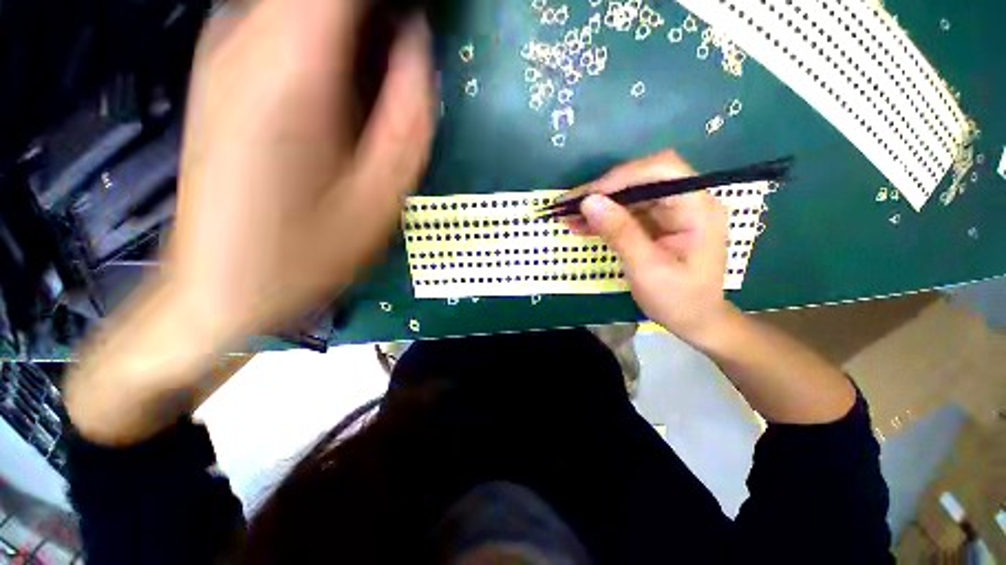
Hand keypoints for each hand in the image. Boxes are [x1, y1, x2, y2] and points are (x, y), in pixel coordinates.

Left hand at [64, 0, 434, 444]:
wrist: (221, 283)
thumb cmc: (308, 251)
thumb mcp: (382, 194)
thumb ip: (409, 113)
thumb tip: (417, 44)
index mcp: (294, 65)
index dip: (394, 2)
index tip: (422, 19)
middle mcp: (248, 36)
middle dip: (378, 13)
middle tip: (407, 55)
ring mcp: (225, 48)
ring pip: (301, 3)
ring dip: (355, 24)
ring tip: (385, 65)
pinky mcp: (222, 69)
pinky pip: (282, 20)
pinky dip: (326, 32)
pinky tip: (346, 76)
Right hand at [569, 150, 735, 346]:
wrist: (694, 320)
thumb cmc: (678, 299)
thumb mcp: (647, 269)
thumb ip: (620, 233)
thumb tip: (589, 202)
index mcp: (697, 209)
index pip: (660, 171)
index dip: (621, 177)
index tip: (587, 197)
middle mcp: (686, 202)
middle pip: (641, 180)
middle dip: (603, 191)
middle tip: (568, 205)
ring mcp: (670, 213)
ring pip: (629, 195)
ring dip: (598, 205)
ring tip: (567, 216)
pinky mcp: (656, 224)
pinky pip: (626, 213)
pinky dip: (603, 218)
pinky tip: (581, 226)